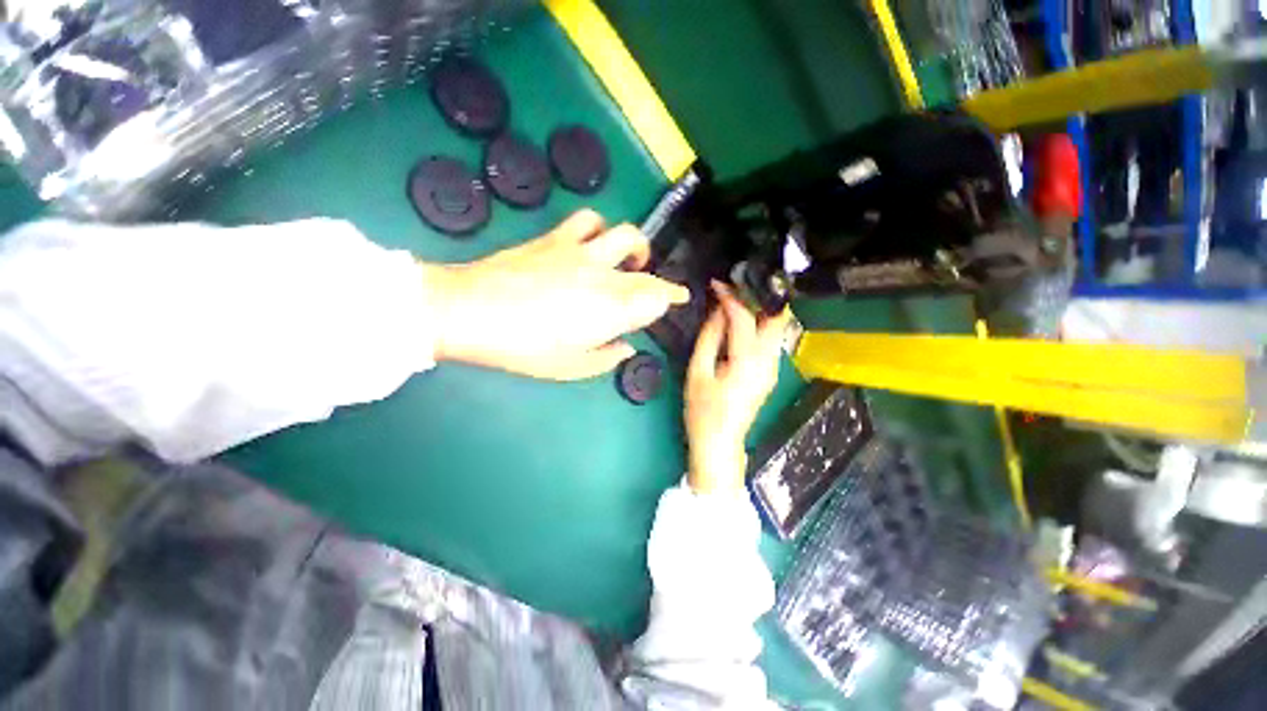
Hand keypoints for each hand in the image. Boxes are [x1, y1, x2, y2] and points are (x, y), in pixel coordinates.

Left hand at [421, 210, 689, 379]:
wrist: (469, 311)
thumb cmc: (522, 348)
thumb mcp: (569, 367)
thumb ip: (605, 358)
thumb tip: (626, 347)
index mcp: (611, 311)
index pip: (657, 298)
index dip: (672, 298)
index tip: (678, 300)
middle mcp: (605, 277)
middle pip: (647, 272)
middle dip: (660, 281)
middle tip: (658, 290)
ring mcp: (581, 253)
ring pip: (625, 235)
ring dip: (635, 247)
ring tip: (628, 261)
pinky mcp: (557, 238)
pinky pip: (588, 221)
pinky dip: (599, 229)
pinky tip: (593, 242)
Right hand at [685, 281, 789, 493]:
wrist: (720, 443)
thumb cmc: (703, 411)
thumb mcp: (698, 372)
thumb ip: (709, 337)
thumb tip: (718, 311)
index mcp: (747, 361)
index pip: (745, 317)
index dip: (731, 297)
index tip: (717, 284)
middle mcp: (768, 361)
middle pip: (775, 317)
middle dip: (757, 297)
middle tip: (733, 287)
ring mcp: (773, 368)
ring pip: (775, 327)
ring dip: (758, 309)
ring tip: (733, 300)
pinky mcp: (770, 372)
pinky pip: (769, 340)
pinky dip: (757, 325)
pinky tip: (739, 322)